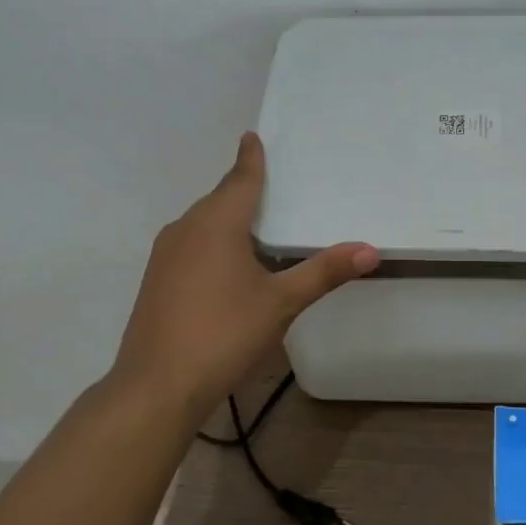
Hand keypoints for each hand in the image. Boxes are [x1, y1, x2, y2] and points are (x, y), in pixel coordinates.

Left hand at [114, 132, 377, 416]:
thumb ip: (324, 272)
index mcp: (217, 223)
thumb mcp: (281, 303)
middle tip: (271, 182)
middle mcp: (186, 229)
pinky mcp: (156, 281)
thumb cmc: (223, 334)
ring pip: (202, 222)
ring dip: (227, 217)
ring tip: (256, 223)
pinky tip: (227, 265)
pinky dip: (212, 241)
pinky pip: (190, 244)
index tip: (252, 136)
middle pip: (220, 198)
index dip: (250, 158)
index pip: (240, 179)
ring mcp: (165, 255)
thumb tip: (369, 250)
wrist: (155, 388)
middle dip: (242, 188)